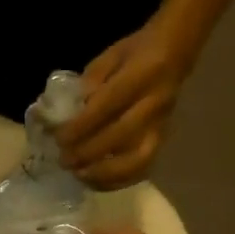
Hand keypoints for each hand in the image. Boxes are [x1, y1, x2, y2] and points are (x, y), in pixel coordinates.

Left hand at [54, 19, 195, 189]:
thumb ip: (90, 82)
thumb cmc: (136, 53)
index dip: (81, 126)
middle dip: (88, 152)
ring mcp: (160, 126)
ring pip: (136, 160)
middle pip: (120, 136)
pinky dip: (118, 180)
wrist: (175, 52)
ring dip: (104, 173)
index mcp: (142, 75)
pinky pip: (142, 169)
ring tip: (79, 175)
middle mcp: (154, 104)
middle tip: (64, 160)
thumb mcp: (110, 55)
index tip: (59, 139)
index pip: (107, 106)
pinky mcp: (161, 141)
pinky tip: (96, 181)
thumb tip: (70, 112)